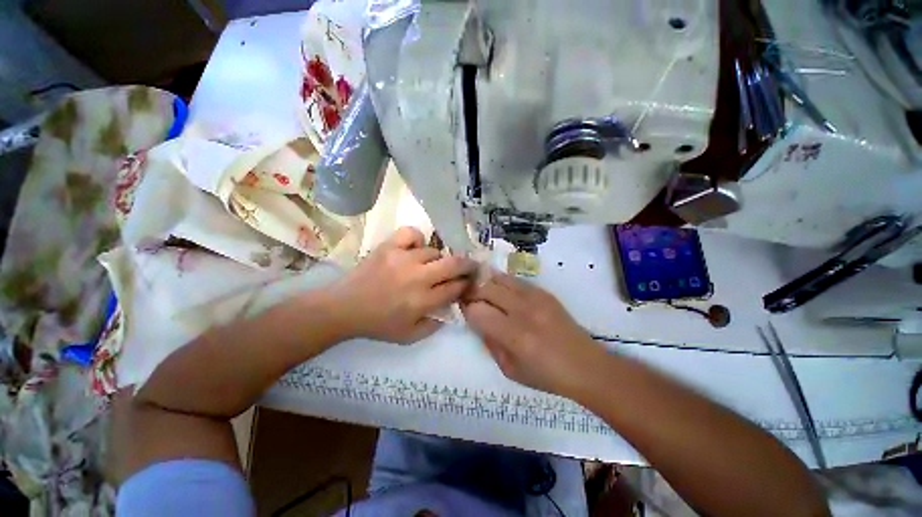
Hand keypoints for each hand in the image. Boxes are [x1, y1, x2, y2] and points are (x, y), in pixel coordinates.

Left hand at [331, 227, 475, 343]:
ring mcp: (403, 258)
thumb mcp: (410, 337)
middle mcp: (417, 277)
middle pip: (453, 264)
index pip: (455, 287)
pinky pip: (412, 234)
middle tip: (468, 267)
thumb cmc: (379, 324)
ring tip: (430, 265)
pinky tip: (415, 249)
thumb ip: (435, 325)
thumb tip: (451, 308)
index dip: (466, 284)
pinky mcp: (388, 246)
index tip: (468, 283)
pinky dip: (417, 239)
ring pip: (434, 251)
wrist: (345, 307)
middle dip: (467, 265)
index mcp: (422, 301)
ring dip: (437, 260)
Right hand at [462, 272, 606, 395]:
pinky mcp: (544, 292)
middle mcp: (524, 311)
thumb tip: (477, 321)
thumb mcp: (510, 370)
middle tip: (465, 296)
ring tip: (478, 288)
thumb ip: (490, 343)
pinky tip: (497, 287)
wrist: (587, 366)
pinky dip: (500, 281)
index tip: (462, 310)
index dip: (465, 309)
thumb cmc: (547, 376)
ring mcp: (535, 297)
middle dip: (470, 292)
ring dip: (484, 282)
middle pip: (486, 289)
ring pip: (499, 278)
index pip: (477, 312)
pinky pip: (514, 280)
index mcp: (515, 336)